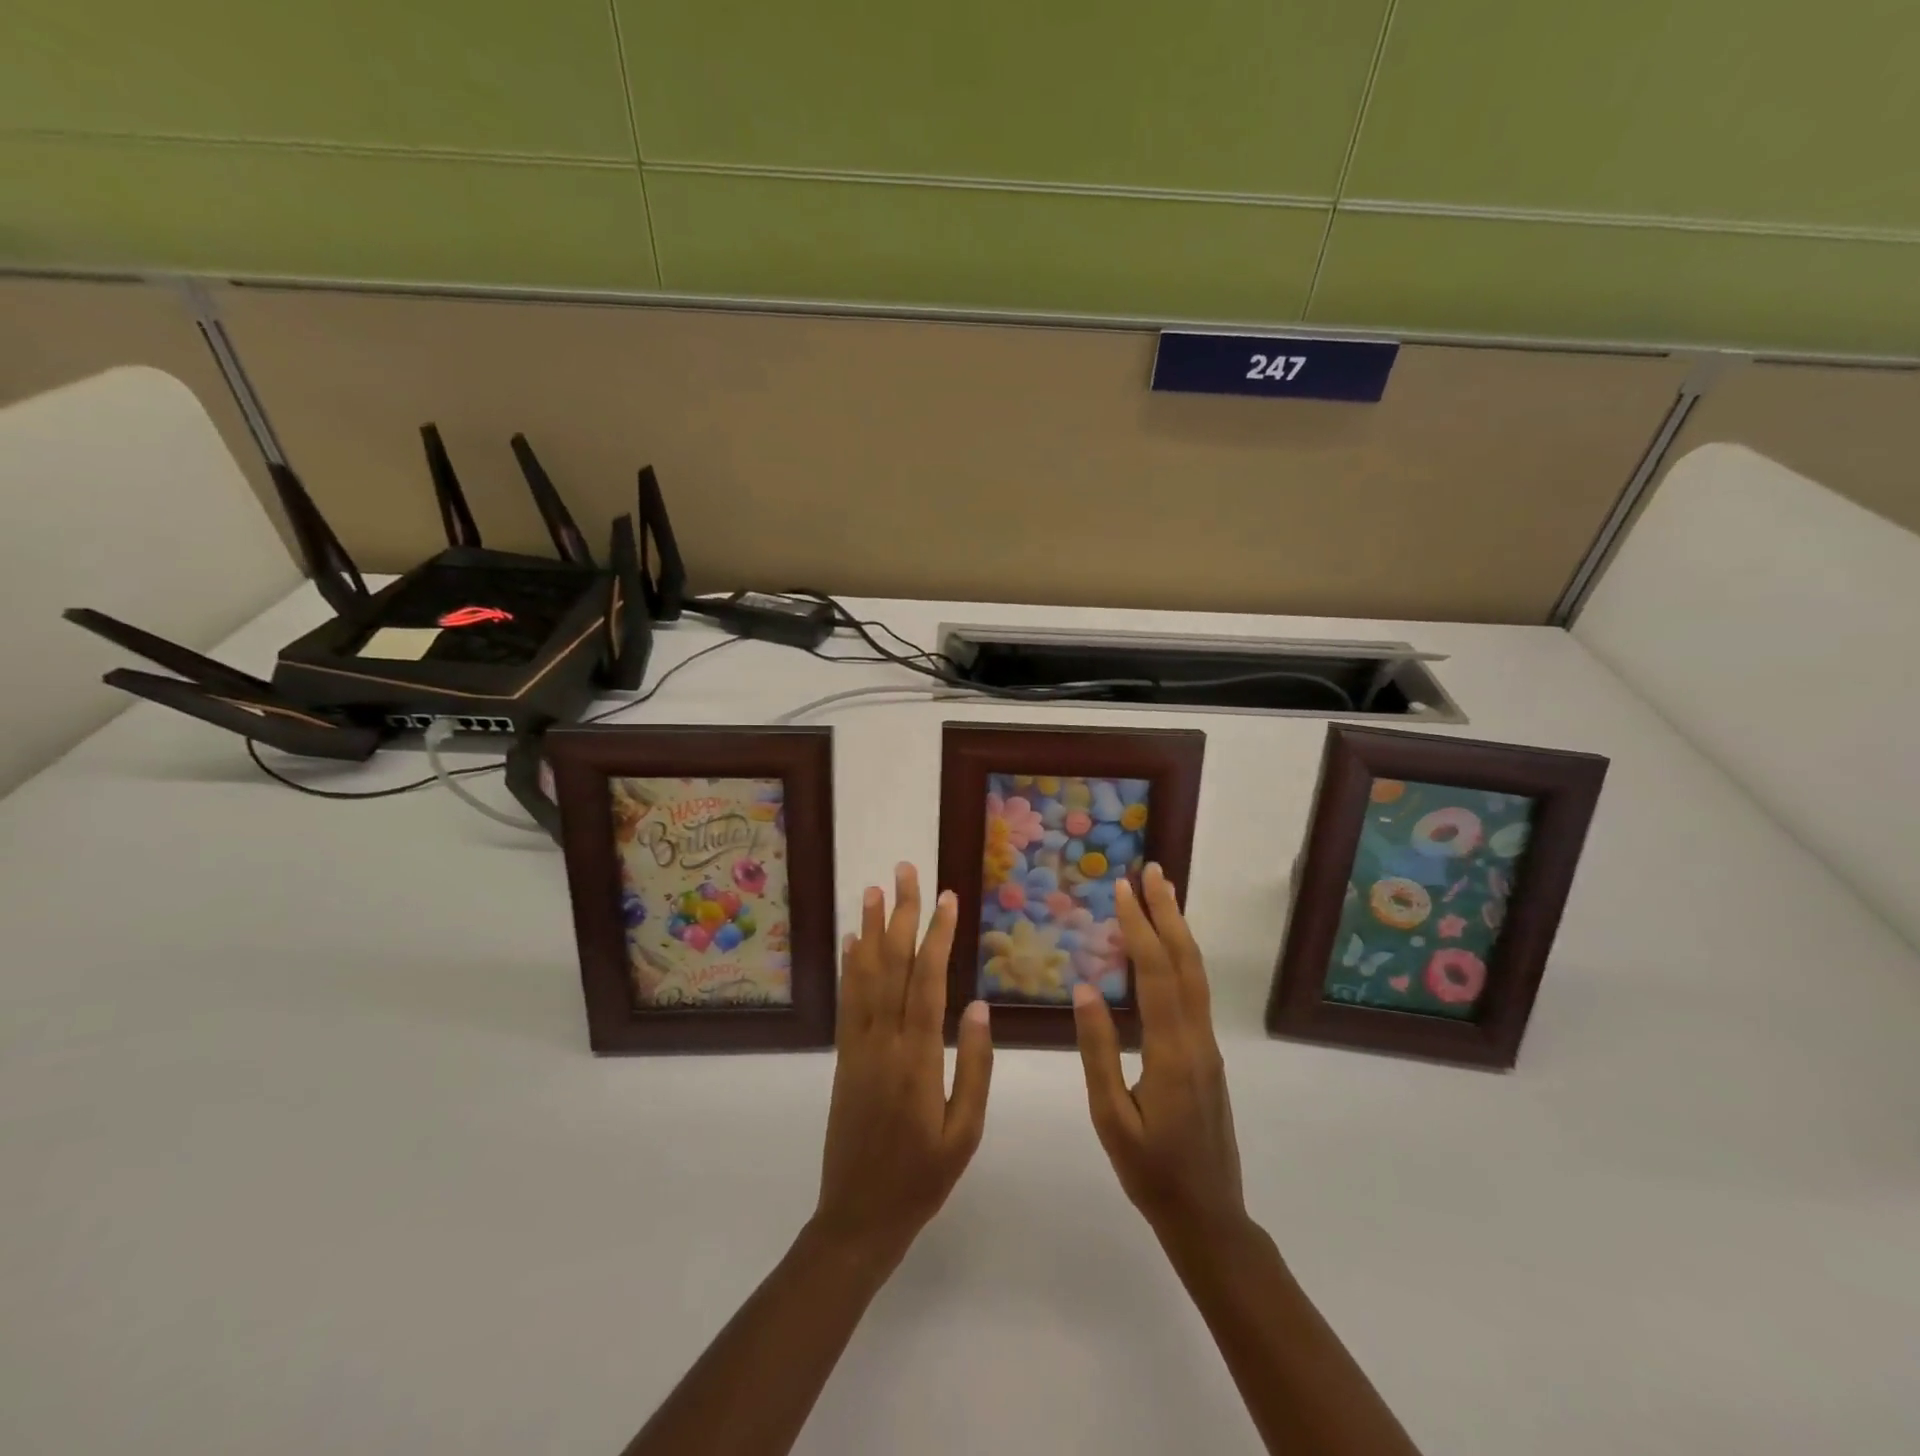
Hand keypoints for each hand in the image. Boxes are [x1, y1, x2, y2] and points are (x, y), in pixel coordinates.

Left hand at [813, 864, 993, 1269]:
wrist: (857, 1217)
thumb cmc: (922, 1178)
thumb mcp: (964, 1133)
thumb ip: (975, 1068)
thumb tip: (980, 1006)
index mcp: (918, 1058)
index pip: (927, 981)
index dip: (936, 935)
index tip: (946, 898)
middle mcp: (883, 1041)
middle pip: (892, 965)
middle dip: (901, 915)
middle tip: (906, 871)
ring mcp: (858, 1046)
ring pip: (864, 975)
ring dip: (870, 930)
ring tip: (874, 890)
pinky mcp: (844, 1057)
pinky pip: (846, 1002)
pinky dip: (849, 966)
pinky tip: (852, 941)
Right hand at [1073, 863, 1248, 1249]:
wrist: (1209, 1216)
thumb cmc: (1151, 1172)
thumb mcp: (1111, 1118)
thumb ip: (1098, 1053)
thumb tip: (1085, 990)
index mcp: (1172, 1052)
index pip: (1156, 974)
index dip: (1140, 928)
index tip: (1123, 890)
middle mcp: (1197, 1039)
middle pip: (1186, 962)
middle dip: (1168, 913)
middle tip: (1153, 871)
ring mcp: (1208, 1047)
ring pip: (1196, 975)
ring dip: (1179, 930)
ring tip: (1163, 895)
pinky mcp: (1207, 1055)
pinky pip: (1195, 993)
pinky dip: (1181, 958)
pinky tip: (1167, 950)